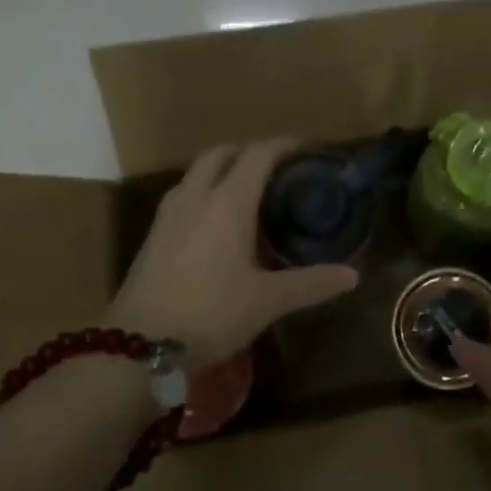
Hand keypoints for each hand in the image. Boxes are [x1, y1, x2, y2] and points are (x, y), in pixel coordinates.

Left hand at [110, 139, 358, 365]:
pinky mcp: (153, 235)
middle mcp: (195, 197)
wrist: (138, 345)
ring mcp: (168, 214)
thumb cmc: (210, 313)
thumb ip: (311, 283)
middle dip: (249, 152)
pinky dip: (204, 193)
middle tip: (276, 171)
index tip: (306, 149)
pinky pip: (184, 195)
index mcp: (227, 203)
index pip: (258, 154)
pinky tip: (216, 225)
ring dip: (222, 171)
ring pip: (197, 173)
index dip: (284, 145)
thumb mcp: (267, 301)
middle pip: (221, 153)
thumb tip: (352, 276)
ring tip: (248, 194)